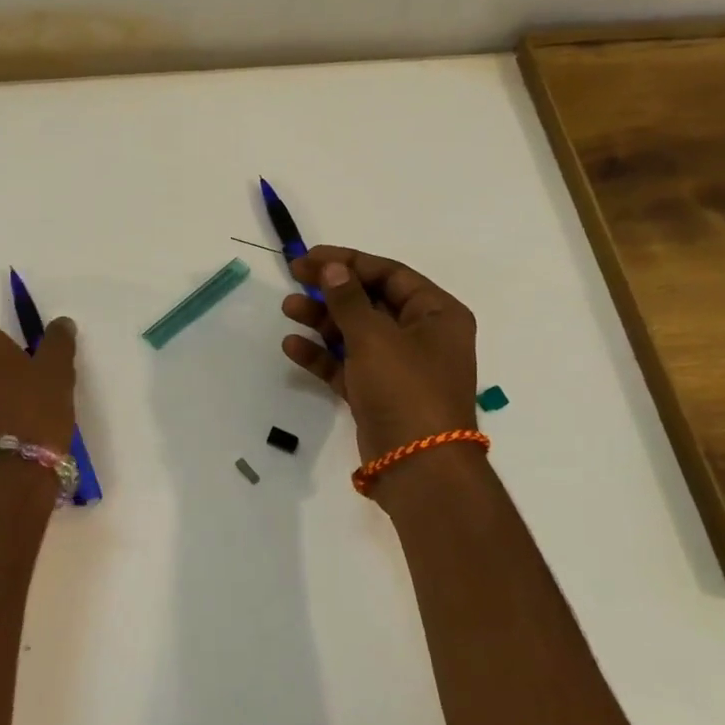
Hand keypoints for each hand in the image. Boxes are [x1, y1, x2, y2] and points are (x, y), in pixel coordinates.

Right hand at [280, 246, 480, 464]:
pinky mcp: (377, 393)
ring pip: (355, 333)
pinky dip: (322, 355)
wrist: (418, 466)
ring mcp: (399, 367)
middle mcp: (421, 336)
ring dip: (322, 320)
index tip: (310, 258)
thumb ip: (348, 299)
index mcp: (437, 313)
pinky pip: (347, 365)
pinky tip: (292, 346)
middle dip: (331, 291)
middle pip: (370, 301)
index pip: (390, 274)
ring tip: (287, 309)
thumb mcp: (375, 337)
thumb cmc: (405, 389)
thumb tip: (331, 267)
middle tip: (294, 278)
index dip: (348, 262)